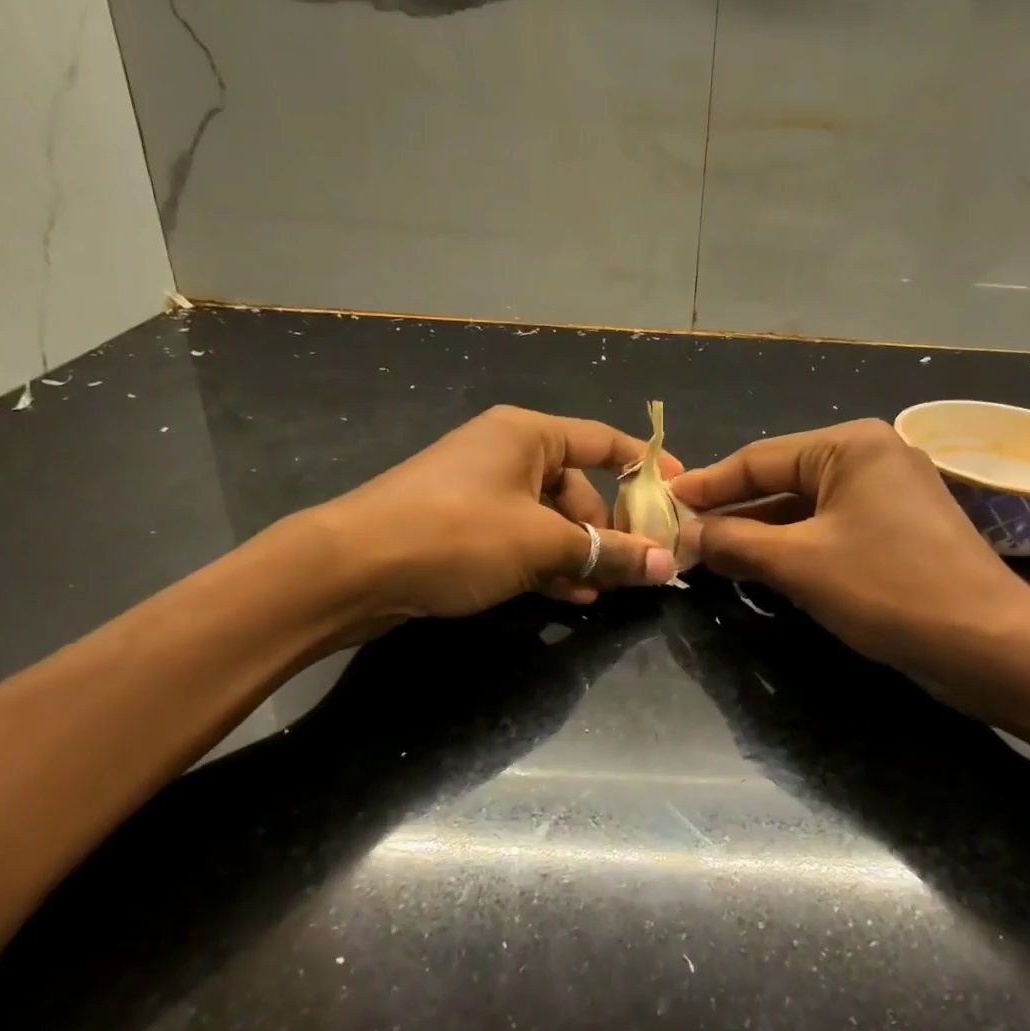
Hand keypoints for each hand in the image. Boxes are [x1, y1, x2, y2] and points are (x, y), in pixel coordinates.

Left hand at [315, 405, 680, 632]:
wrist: (349, 569)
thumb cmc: (455, 535)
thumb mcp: (540, 544)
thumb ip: (605, 552)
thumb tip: (665, 564)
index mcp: (527, 434)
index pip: (603, 441)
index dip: (646, 466)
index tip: (680, 494)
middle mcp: (506, 452)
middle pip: (577, 486)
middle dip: (608, 528)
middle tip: (637, 566)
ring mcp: (480, 489)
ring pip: (549, 518)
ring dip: (578, 552)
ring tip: (603, 591)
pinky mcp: (460, 524)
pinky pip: (519, 537)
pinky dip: (544, 562)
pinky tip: (566, 596)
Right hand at [671, 420, 1029, 711]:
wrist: (991, 645)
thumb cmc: (890, 589)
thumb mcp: (800, 564)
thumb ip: (737, 542)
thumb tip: (690, 535)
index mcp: (850, 446)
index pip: (758, 458)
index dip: (708, 484)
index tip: (665, 502)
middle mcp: (871, 458)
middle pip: (782, 482)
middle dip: (733, 512)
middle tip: (683, 534)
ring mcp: (889, 496)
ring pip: (805, 511)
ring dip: (761, 535)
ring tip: (711, 556)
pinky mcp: (899, 533)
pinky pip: (831, 532)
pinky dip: (794, 549)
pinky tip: (761, 569)